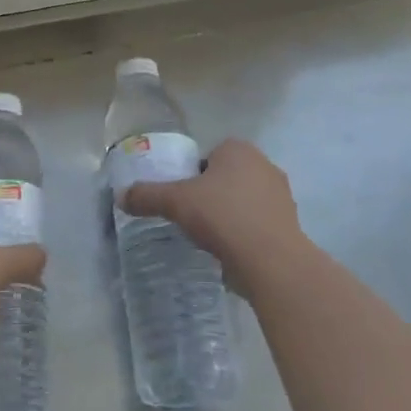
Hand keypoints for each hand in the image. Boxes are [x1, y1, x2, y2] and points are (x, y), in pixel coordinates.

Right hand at [120, 139, 309, 295]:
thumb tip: (121, 196)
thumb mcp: (175, 202)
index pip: (207, 156)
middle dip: (211, 195)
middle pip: (226, 177)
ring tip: (211, 238)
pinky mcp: (290, 223)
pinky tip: (232, 251)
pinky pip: (259, 222)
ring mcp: (281, 194)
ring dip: (230, 214)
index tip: (182, 200)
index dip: (191, 177)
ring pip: (244, 200)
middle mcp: (264, 164)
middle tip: (192, 218)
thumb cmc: (222, 217)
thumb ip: (147, 195)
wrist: (271, 260)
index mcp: (238, 149)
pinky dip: (245, 233)